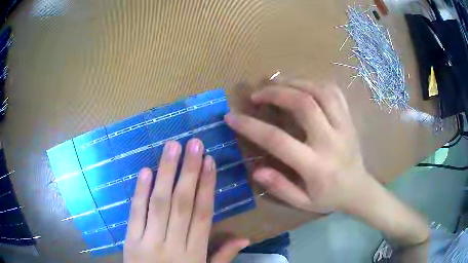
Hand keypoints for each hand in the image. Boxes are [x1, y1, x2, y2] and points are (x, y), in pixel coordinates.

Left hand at [124, 139, 248, 262]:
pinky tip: (146, 171)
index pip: (203, 214)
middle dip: (189, 171)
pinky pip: (136, 214)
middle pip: (182, 203)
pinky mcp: (131, 241)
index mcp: (195, 252)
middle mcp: (173, 244)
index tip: (210, 161)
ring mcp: (149, 241)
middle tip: (194, 143)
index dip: (207, 186)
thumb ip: (222, 256)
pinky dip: (140, 192)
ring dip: (166, 173)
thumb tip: (245, 237)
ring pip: (159, 204)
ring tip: (172, 147)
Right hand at [225, 77, 372, 213]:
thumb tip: (256, 169)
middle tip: (256, 94)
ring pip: (320, 91)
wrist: (359, 189)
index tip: (231, 116)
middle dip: (275, 93)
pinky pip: (334, 92)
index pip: (278, 140)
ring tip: (277, 84)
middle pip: (303, 104)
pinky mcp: (350, 119)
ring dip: (295, 82)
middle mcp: (331, 141)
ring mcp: (343, 126)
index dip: (250, 126)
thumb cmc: (330, 198)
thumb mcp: (303, 203)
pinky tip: (302, 85)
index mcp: (316, 166)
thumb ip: (279, 187)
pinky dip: (315, 83)